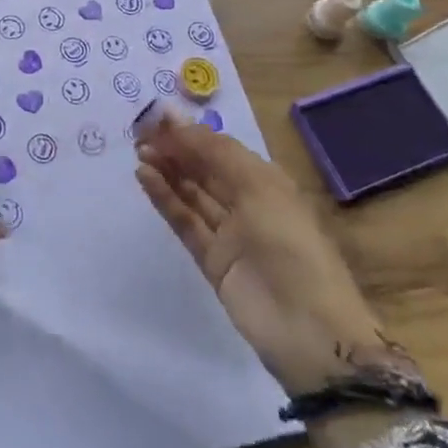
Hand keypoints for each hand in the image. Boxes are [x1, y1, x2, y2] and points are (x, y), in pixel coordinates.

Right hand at [134, 114, 401, 394]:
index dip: (191, 132)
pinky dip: (166, 199)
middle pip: (205, 169)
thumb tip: (176, 120)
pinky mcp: (212, 260)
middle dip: (175, 149)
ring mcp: (229, 233)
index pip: (221, 148)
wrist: (309, 330)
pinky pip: (185, 221)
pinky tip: (145, 177)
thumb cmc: (290, 245)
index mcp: (267, 181)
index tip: (156, 117)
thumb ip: (215, 153)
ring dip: (167, 171)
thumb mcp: (259, 189)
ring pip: (192, 193)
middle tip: (139, 131)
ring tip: (138, 151)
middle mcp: (247, 202)